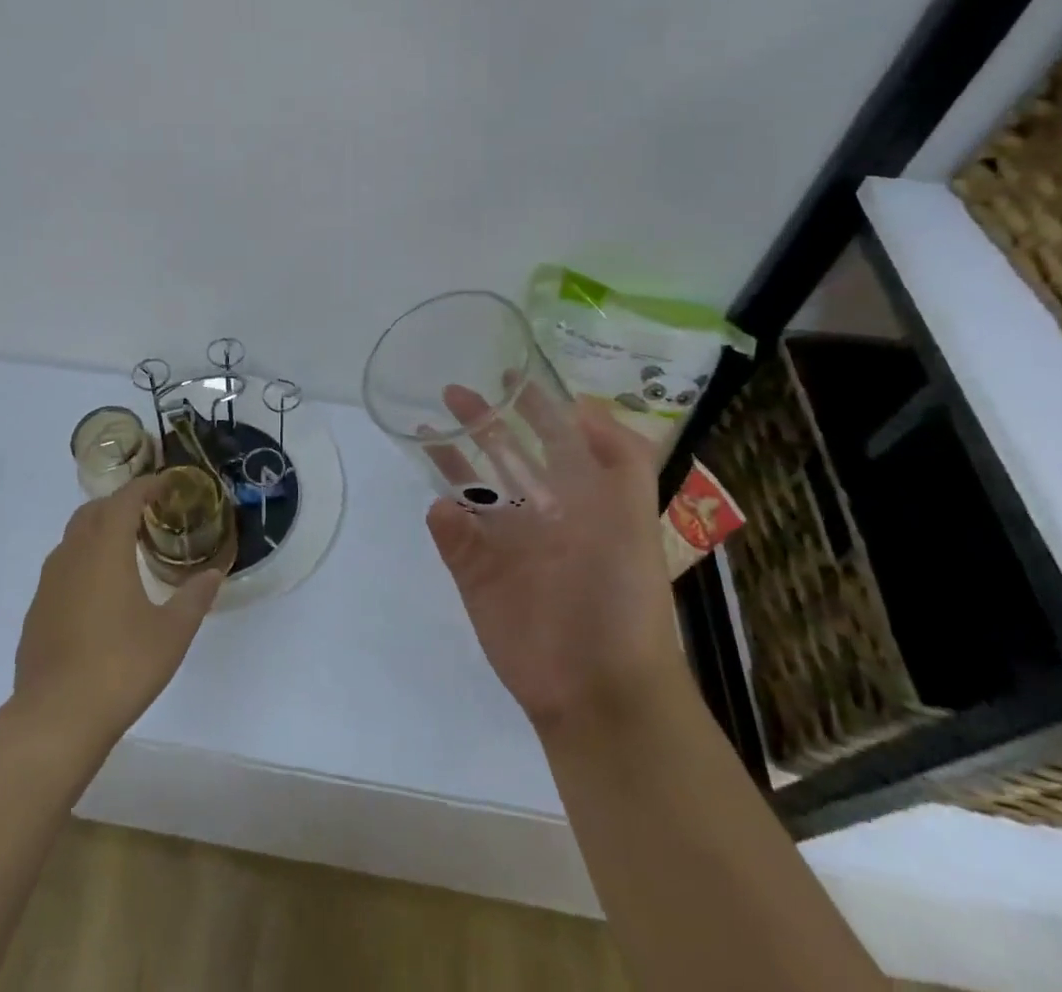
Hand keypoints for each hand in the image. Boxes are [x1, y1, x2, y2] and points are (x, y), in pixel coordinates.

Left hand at [13, 476, 230, 745]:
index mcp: (105, 549)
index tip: (167, 485)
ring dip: (99, 532)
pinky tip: (99, 594)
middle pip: (94, 512)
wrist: (55, 719)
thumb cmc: (121, 667)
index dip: (146, 486)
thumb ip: (194, 597)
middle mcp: (72, 555)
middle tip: (148, 514)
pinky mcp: (36, 611)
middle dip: (120, 504)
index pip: (125, 499)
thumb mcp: (172, 633)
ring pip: (73, 539)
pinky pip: (62, 569)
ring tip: (126, 550)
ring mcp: (49, 584)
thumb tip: (213, 574)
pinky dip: (83, 563)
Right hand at [424, 384, 686, 740]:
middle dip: (480, 423)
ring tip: (426, 430)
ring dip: (449, 460)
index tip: (508, 375)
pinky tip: (441, 508)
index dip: (533, 407)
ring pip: (468, 489)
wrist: (596, 686)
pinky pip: (451, 535)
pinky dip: (443, 518)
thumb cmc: (620, 595)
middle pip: (502, 455)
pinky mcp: (474, 574)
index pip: (552, 439)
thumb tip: (579, 404)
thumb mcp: (635, 519)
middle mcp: (538, 513)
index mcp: (577, 498)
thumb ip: (621, 458)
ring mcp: (503, 543)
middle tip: (452, 391)